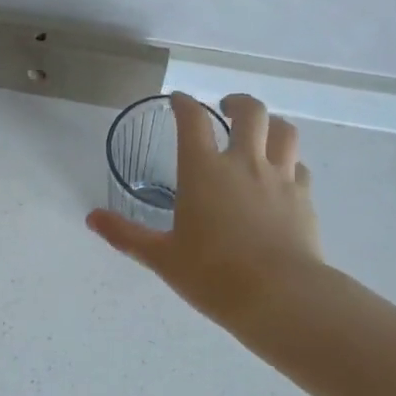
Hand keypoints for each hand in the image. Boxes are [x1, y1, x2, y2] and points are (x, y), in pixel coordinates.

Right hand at [88, 91, 322, 325]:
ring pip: (284, 132)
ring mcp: (280, 178)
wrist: (279, 295)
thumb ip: (126, 235)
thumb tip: (92, 218)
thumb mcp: (162, 257)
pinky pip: (299, 167)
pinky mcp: (304, 199)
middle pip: (250, 112)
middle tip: (226, 108)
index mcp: (204, 171)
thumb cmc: (212, 274)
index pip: (193, 120)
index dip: (184, 104)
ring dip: (271, 124)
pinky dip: (289, 163)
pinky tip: (282, 176)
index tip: (178, 100)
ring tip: (260, 132)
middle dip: (237, 102)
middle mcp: (244, 163)